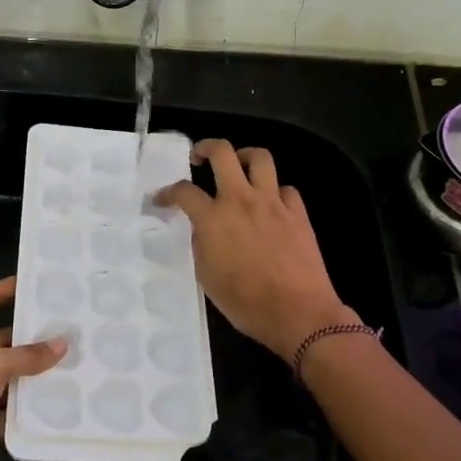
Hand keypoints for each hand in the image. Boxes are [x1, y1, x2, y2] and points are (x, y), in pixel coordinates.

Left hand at [0, 277, 65, 460]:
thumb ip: (28, 355)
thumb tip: (63, 344)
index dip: (7, 289)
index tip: (36, 282)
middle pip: (1, 342)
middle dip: (31, 340)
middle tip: (68, 332)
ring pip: (8, 378)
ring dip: (33, 377)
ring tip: (72, 366)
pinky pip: (7, 411)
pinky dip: (25, 411)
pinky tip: (55, 406)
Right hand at [154, 140, 352, 360]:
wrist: (298, 313)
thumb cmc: (246, 303)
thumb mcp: (207, 278)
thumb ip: (201, 245)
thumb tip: (203, 230)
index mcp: (213, 219)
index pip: (183, 191)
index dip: (167, 193)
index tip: (161, 199)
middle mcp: (241, 200)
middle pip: (222, 152)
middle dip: (205, 147)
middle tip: (199, 157)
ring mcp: (273, 203)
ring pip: (260, 158)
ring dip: (245, 156)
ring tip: (238, 166)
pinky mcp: (298, 213)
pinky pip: (286, 188)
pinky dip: (275, 191)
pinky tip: (270, 205)